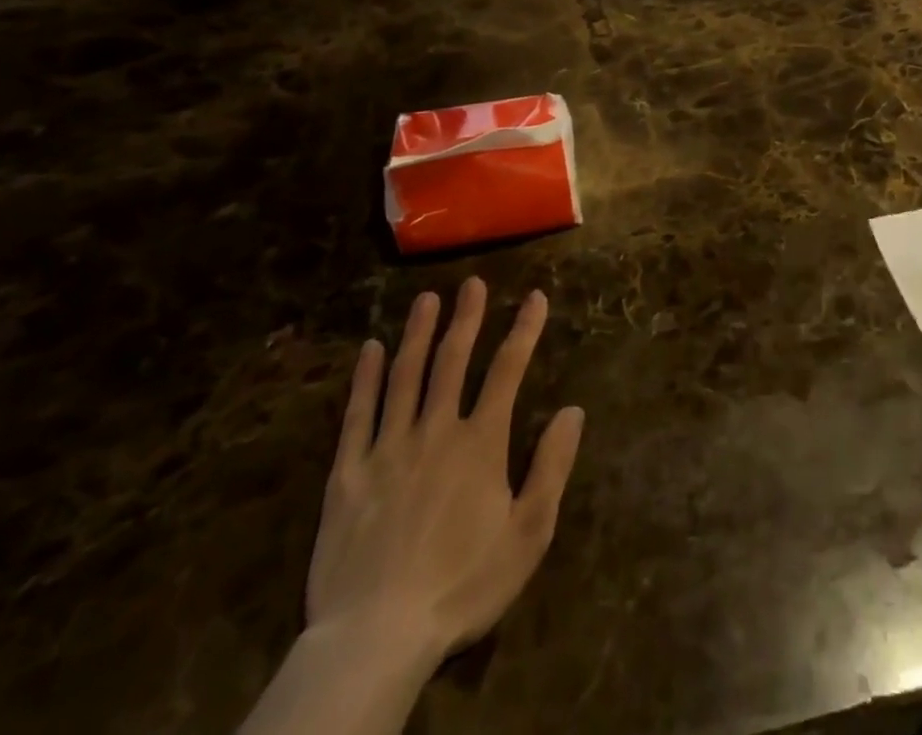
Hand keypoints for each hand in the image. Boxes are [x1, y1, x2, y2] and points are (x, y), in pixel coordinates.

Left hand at [305, 281, 583, 675]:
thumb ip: (552, 466)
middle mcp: (436, 431)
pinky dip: (364, 379)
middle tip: (472, 282)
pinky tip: (369, 350)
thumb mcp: (528, 534)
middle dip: (467, 318)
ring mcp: (387, 449)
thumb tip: (573, 410)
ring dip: (418, 334)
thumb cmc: (463, 585)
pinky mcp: (347, 474)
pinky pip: (357, 415)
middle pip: (453, 361)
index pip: (508, 370)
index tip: (535, 296)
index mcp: (481, 443)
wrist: (376, 638)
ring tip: (427, 299)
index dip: (524, 329)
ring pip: (405, 377)